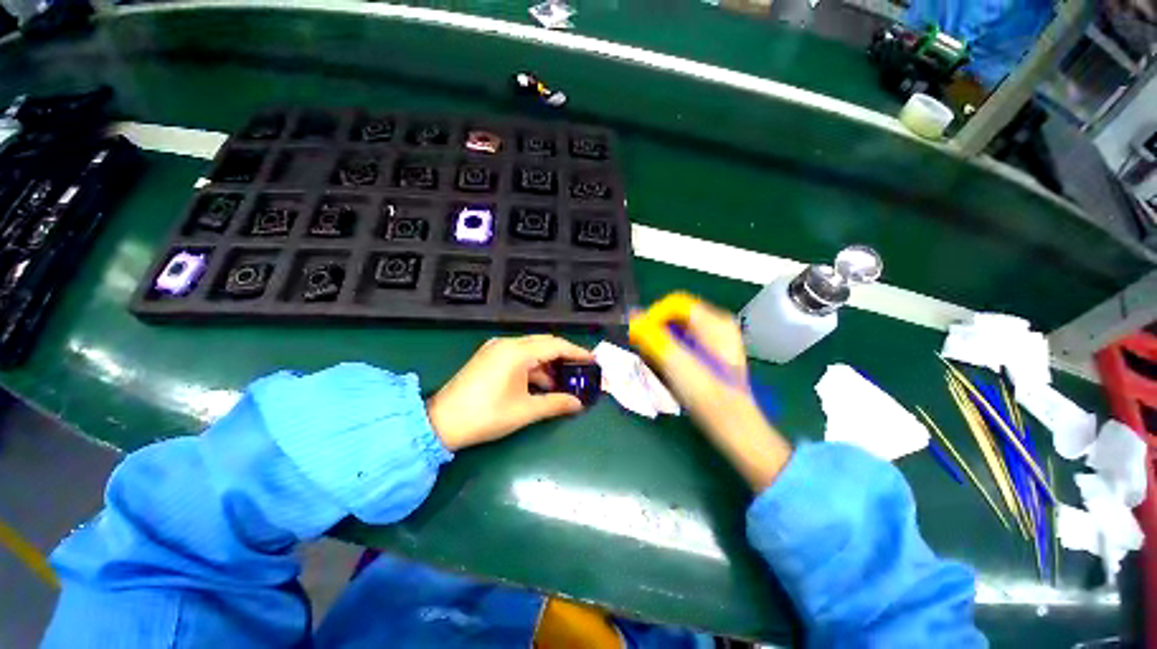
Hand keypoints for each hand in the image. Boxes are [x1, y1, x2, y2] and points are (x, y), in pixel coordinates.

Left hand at [427, 335, 594, 450]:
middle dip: (564, 356)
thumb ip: (555, 403)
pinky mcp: (489, 357)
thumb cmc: (486, 415)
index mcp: (517, 352)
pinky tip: (541, 383)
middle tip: (581, 369)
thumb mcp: (525, 411)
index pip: (555, 345)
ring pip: (531, 350)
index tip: (592, 360)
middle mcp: (507, 343)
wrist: (441, 423)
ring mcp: (496, 349)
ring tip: (563, 381)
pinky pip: (519, 356)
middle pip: (544, 343)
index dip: (576, 352)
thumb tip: (579, 404)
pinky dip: (533, 367)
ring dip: (548, 363)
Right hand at [645, 300, 790, 490]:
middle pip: (676, 315)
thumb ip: (652, 335)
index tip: (638, 335)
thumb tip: (633, 316)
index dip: (652, 315)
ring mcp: (716, 340)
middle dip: (655, 329)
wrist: (733, 424)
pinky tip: (666, 366)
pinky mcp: (712, 353)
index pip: (674, 303)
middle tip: (642, 349)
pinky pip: (685, 341)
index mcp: (714, 321)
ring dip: (661, 340)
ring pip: (679, 329)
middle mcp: (717, 325)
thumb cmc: (705, 393)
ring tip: (652, 360)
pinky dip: (671, 349)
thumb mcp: (675, 361)